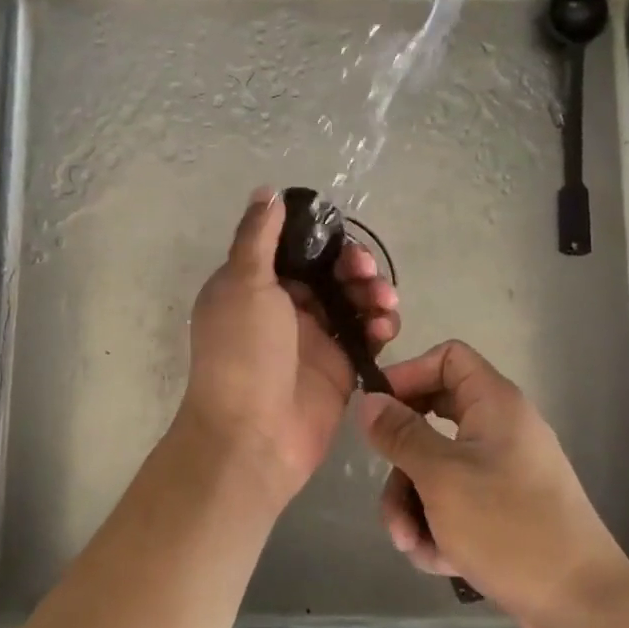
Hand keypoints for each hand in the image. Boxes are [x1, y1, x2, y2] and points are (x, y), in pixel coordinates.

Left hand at [175, 188, 399, 507]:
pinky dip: (379, 325)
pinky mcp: (339, 367)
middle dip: (353, 265)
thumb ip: (259, 237)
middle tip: (365, 271)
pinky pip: (365, 335)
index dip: (320, 238)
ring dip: (372, 292)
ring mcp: (313, 338)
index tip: (342, 237)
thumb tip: (267, 192)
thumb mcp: (243, 284)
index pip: (293, 248)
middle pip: (328, 272)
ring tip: (383, 301)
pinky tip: (385, 326)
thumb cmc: (243, 353)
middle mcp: (282, 307)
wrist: (252, 436)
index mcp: (253, 284)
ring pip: (351, 300)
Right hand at [356, 340, 628, 627]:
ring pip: (436, 468)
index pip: (447, 358)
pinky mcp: (503, 510)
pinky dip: (438, 527)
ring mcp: (502, 472)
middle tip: (387, 489)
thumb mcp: (441, 477)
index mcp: (494, 404)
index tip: (378, 409)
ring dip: (413, 504)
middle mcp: (499, 430)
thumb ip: (400, 434)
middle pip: (430, 419)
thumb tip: (369, 400)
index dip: (409, 374)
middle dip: (400, 463)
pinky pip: (455, 502)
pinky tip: (436, 560)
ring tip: (410, 544)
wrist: (583, 607)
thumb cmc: (509, 528)